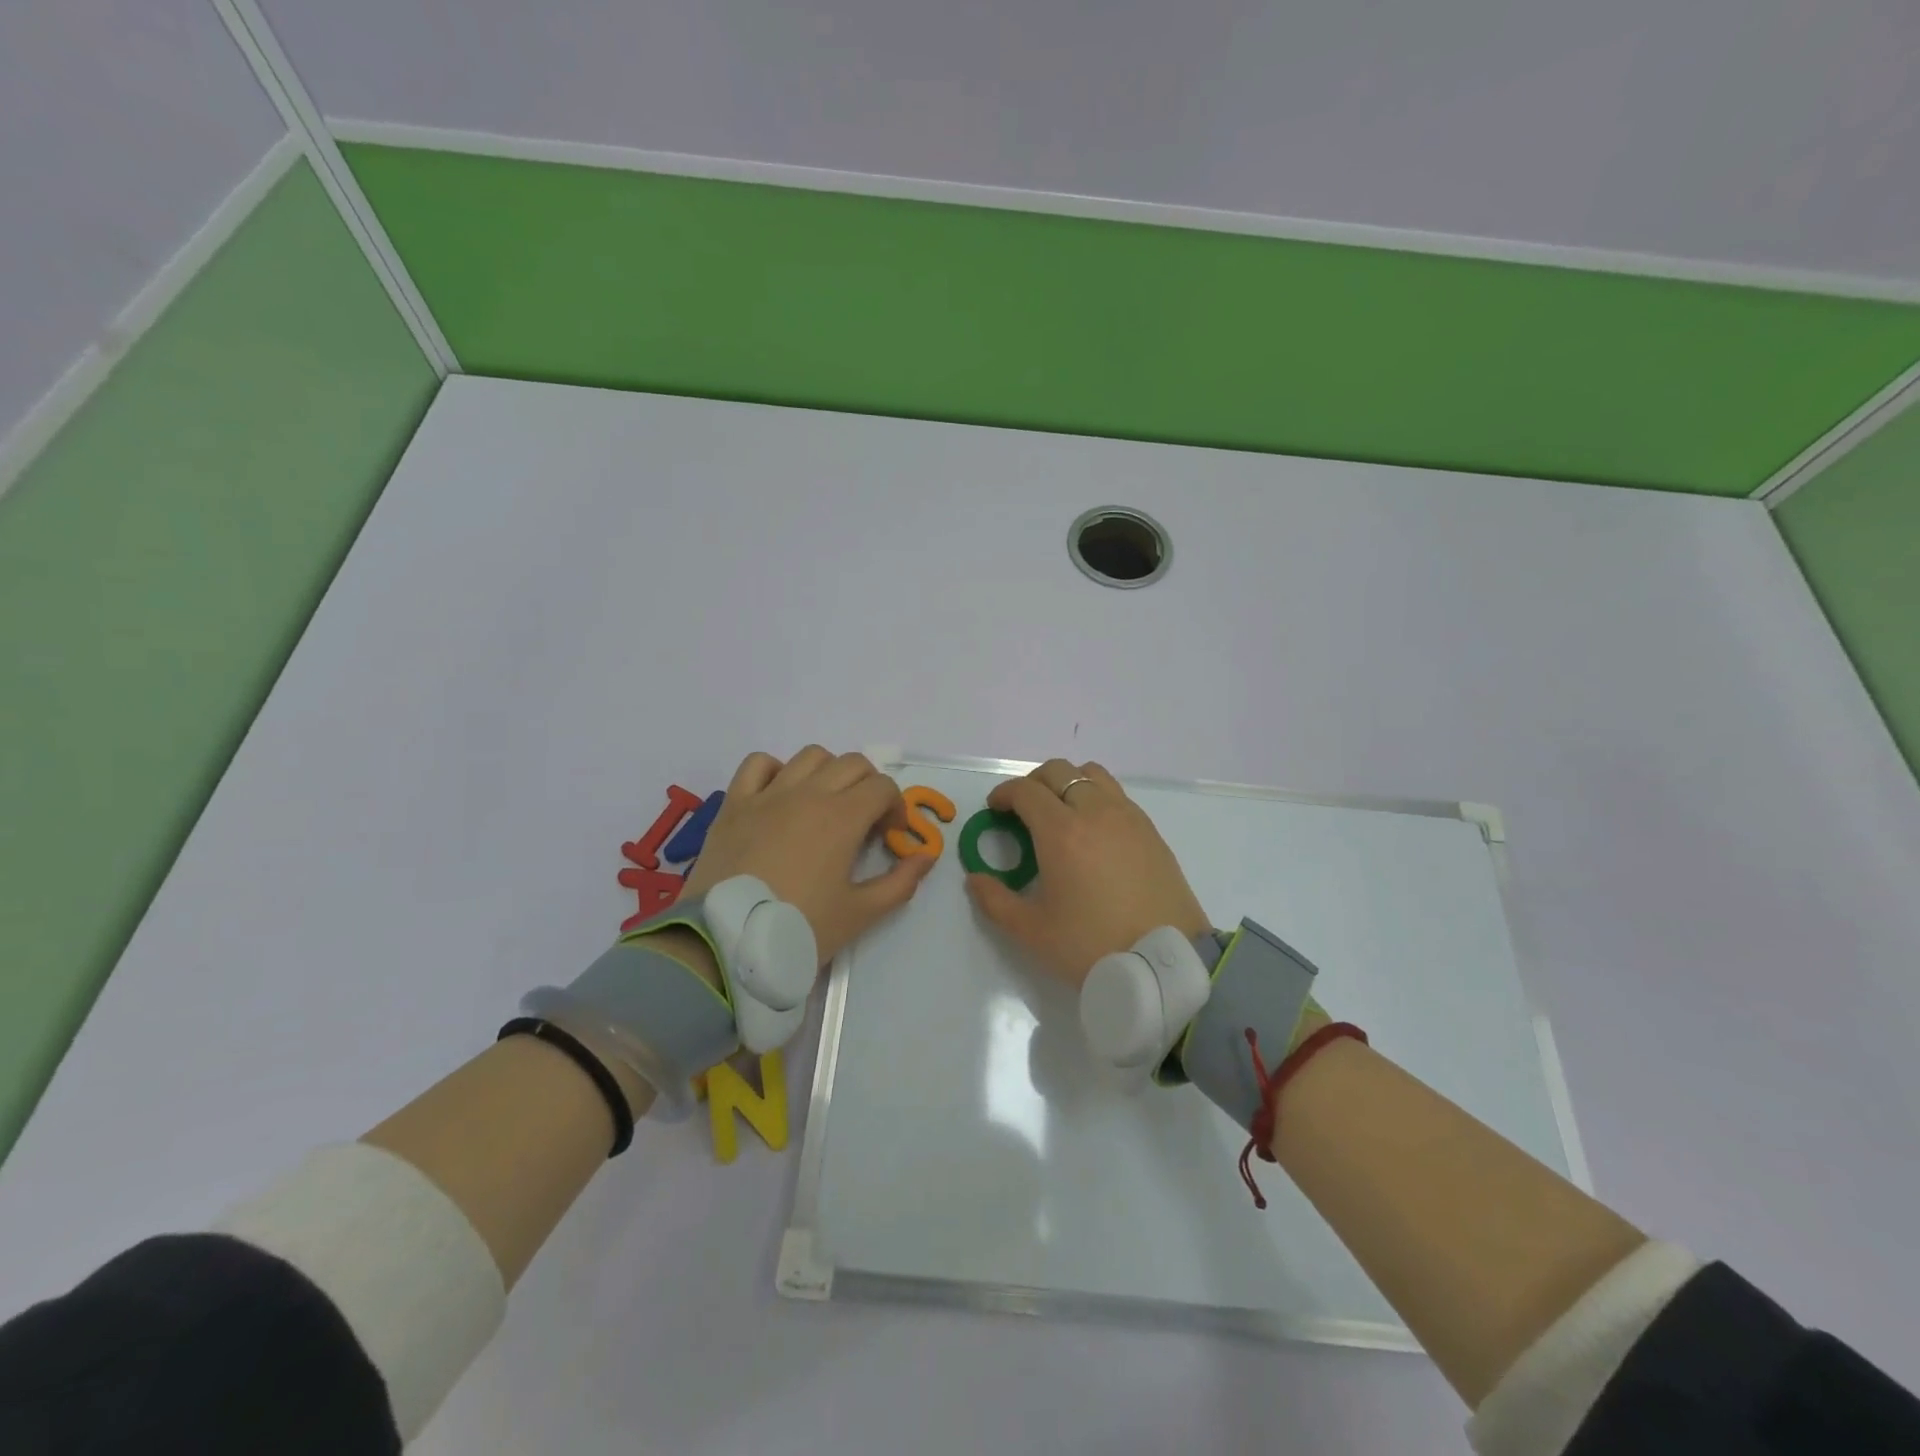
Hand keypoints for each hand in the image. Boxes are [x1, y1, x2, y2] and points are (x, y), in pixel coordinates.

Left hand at [682, 747, 933, 964]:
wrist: (726, 942)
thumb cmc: (799, 928)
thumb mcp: (860, 914)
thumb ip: (900, 883)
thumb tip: (927, 856)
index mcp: (842, 817)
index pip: (883, 787)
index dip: (895, 807)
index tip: (889, 836)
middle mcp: (808, 793)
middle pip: (852, 763)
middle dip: (869, 786)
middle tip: (864, 821)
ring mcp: (768, 794)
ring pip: (810, 756)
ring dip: (828, 772)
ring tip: (825, 805)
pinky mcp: (735, 803)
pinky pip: (758, 764)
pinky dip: (776, 769)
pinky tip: (780, 795)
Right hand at [965, 759, 1208, 986]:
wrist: (1163, 963)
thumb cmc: (1091, 945)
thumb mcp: (1032, 931)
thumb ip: (995, 900)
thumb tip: (975, 879)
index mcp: (1061, 831)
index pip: (1025, 790)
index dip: (1004, 794)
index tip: (995, 810)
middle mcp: (1095, 812)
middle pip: (1058, 771)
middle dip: (1033, 783)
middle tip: (1022, 811)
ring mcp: (1127, 817)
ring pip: (1091, 775)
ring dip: (1067, 783)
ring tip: (1060, 813)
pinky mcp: (1150, 830)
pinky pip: (1116, 794)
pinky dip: (1096, 797)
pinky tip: (1093, 831)